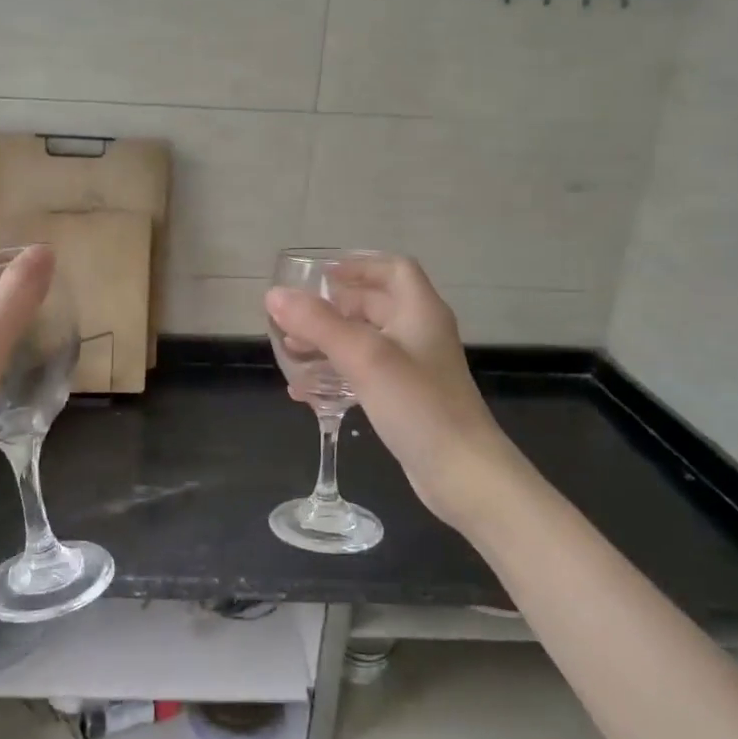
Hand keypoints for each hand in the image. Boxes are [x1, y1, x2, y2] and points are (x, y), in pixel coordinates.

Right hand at [265, 255, 512, 533]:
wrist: (462, 473)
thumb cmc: (417, 404)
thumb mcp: (363, 357)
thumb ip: (318, 323)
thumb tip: (275, 294)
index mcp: (419, 312)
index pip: (393, 269)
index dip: (359, 265)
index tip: (322, 276)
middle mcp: (419, 334)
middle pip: (374, 305)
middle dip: (333, 308)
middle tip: (294, 318)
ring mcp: (415, 369)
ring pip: (366, 342)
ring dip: (329, 342)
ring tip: (291, 353)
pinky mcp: (407, 400)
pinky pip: (365, 375)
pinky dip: (337, 375)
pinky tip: (307, 393)